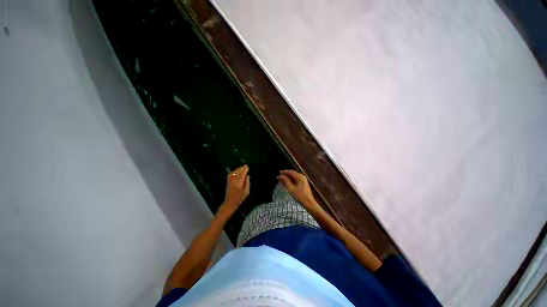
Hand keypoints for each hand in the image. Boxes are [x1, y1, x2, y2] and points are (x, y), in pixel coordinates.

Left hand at [220, 165, 249, 215]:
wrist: (229, 203)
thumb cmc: (239, 198)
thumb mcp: (246, 192)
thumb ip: (247, 183)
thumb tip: (247, 176)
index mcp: (239, 184)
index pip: (242, 174)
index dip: (245, 170)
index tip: (247, 167)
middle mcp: (234, 181)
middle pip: (238, 172)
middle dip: (242, 168)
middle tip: (246, 165)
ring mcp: (230, 181)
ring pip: (234, 172)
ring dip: (238, 169)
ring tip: (242, 167)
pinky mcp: (228, 182)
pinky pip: (230, 174)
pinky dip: (234, 171)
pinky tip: (236, 171)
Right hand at [277, 170, 317, 208]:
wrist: (309, 203)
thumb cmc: (300, 196)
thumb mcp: (291, 188)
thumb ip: (286, 181)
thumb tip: (281, 176)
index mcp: (300, 177)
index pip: (291, 172)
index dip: (284, 172)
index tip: (279, 172)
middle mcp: (302, 177)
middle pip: (292, 174)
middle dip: (285, 175)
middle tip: (279, 177)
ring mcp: (303, 180)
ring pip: (293, 177)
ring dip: (287, 179)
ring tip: (281, 181)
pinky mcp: (303, 184)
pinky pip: (295, 180)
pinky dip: (290, 181)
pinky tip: (286, 184)